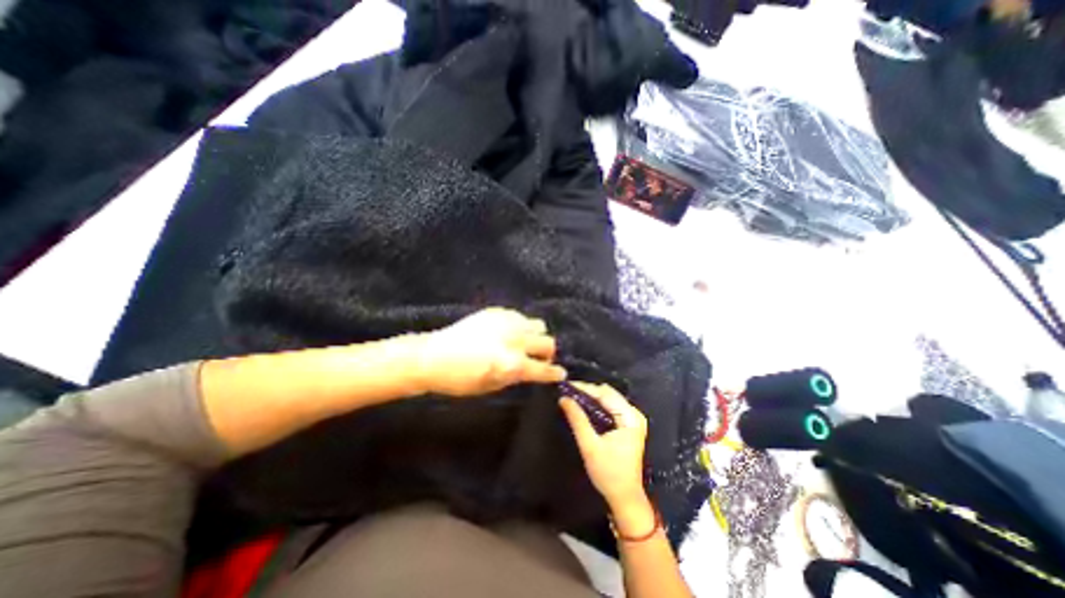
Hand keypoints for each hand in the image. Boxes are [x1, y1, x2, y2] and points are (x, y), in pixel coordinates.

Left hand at [414, 309, 564, 395]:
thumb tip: (531, 370)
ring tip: (524, 343)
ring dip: (535, 337)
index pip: (544, 369)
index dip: (555, 374)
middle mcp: (515, 340)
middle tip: (538, 359)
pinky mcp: (497, 311)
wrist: (433, 356)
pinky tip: (508, 333)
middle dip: (547, 354)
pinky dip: (520, 326)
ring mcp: (507, 322)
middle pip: (548, 343)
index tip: (560, 374)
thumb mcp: (491, 387)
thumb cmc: (460, 380)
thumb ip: (516, 377)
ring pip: (538, 325)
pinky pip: (521, 317)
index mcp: (512, 364)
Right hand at [559, 382, 649, 508]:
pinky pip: (611, 406)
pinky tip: (584, 406)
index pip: (605, 394)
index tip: (567, 386)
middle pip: (608, 394)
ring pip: (609, 399)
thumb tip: (564, 399)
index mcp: (630, 418)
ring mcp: (633, 419)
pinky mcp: (629, 424)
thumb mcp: (590, 446)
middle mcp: (634, 414)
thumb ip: (577, 420)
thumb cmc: (608, 473)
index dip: (585, 388)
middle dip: (587, 392)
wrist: (625, 497)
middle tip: (567, 391)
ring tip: (572, 396)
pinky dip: (597, 405)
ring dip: (591, 397)